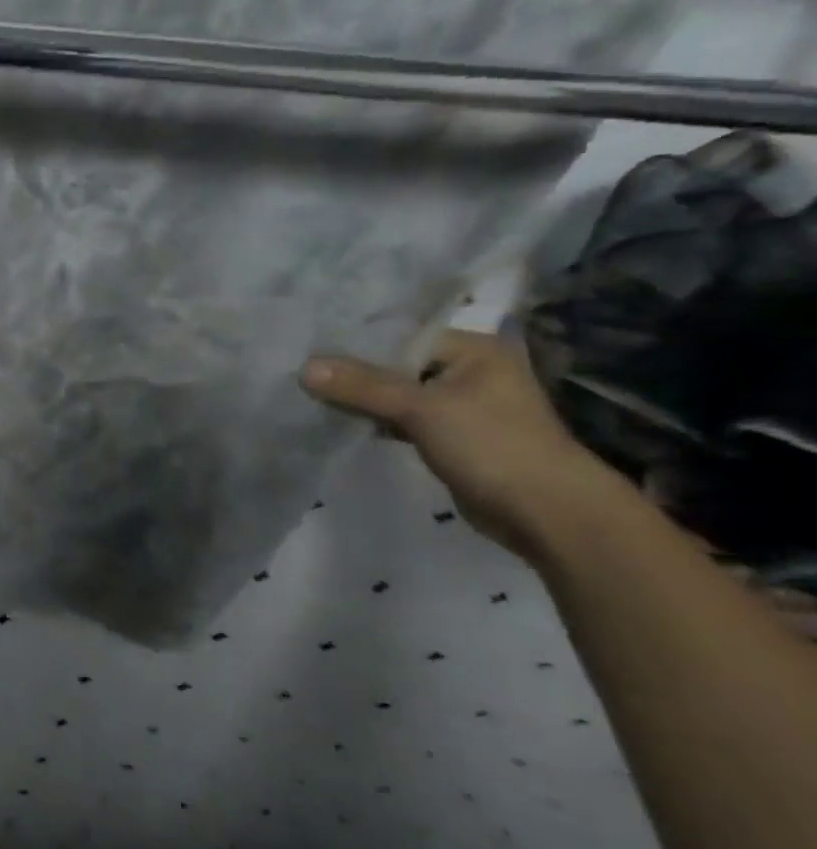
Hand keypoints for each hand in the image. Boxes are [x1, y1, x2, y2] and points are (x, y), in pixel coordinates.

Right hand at [300, 329, 636, 567]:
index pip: (399, 334)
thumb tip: (303, 367)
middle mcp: (466, 370)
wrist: (548, 514)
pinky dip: (375, 419)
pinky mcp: (448, 435)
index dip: (354, 340)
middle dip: (352, 371)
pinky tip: (340, 420)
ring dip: (360, 397)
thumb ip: (362, 386)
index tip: (307, 345)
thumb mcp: (421, 409)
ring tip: (310, 393)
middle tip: (300, 370)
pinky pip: (400, 417)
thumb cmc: (493, 445)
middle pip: (394, 363)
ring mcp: (458, 404)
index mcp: (471, 349)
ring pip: (394, 392)